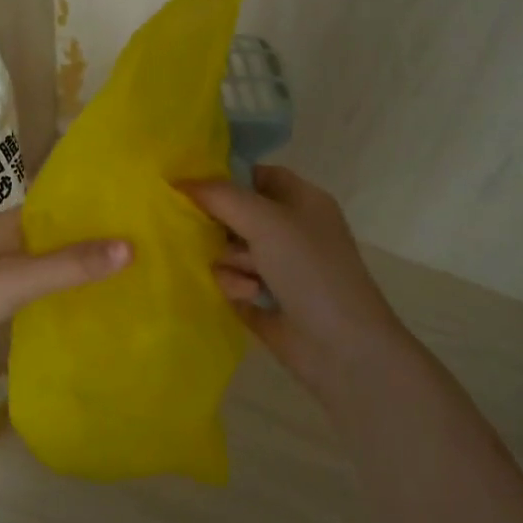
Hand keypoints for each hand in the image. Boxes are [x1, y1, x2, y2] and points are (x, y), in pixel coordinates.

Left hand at [0, 208, 130, 371]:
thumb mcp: (21, 278)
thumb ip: (72, 264)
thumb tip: (131, 247)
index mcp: (8, 224)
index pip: (59, 205)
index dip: (94, 208)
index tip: (136, 214)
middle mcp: (3, 242)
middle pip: (56, 236)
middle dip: (92, 241)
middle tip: (142, 248)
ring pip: (46, 264)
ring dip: (76, 269)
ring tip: (124, 276)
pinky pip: (36, 291)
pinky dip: (59, 294)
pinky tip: (85, 307)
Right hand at [181, 166, 412, 404]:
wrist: (342, 347)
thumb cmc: (311, 270)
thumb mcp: (267, 221)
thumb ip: (221, 196)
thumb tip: (180, 181)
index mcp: (300, 201)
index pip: (255, 176)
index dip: (225, 177)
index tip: (190, 185)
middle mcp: (288, 229)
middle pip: (233, 213)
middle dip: (221, 226)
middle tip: (212, 233)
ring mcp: (275, 265)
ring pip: (226, 248)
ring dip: (231, 261)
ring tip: (251, 277)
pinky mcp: (260, 297)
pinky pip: (228, 280)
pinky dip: (235, 286)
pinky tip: (251, 297)